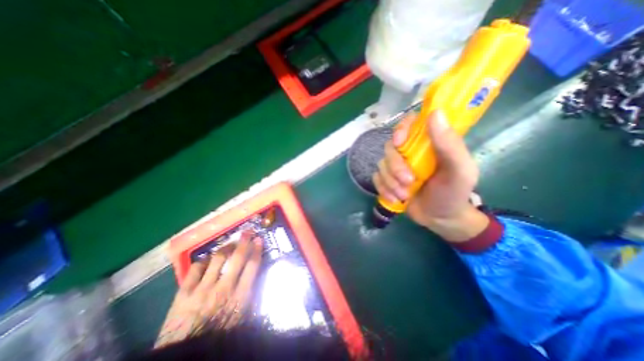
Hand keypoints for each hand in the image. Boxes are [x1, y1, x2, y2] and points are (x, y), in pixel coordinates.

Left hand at [154, 232, 261, 346]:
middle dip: (244, 242)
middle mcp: (223, 288)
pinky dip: (203, 261)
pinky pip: (195, 268)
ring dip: (226, 247)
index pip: (252, 267)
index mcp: (239, 297)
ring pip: (217, 259)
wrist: (185, 355)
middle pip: (237, 258)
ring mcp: (202, 289)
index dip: (256, 250)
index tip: (259, 240)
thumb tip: (253, 275)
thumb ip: (248, 295)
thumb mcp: (241, 317)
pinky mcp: (184, 293)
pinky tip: (207, 259)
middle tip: (247, 232)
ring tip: (229, 243)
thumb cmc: (219, 335)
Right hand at [373, 110, 487, 242]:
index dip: (401, 128)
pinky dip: (383, 189)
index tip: (399, 142)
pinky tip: (395, 199)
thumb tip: (435, 113)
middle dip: (395, 166)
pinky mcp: (388, 180)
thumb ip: (450, 144)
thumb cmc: (453, 193)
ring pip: (381, 165)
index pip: (410, 123)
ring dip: (390, 182)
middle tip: (408, 181)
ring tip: (404, 195)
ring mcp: (397, 166)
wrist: (440, 219)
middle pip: (390, 147)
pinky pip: (376, 179)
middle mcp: (410, 151)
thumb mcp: (459, 170)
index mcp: (429, 143)